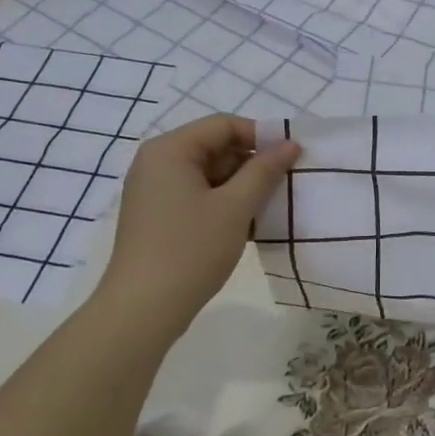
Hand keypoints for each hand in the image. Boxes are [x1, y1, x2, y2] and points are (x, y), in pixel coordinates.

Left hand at [93, 115, 299, 333]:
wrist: (143, 310)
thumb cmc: (190, 250)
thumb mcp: (235, 207)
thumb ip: (265, 170)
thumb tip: (291, 144)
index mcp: (170, 150)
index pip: (223, 125)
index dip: (261, 136)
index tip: (291, 158)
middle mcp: (157, 162)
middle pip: (215, 147)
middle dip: (252, 163)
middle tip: (284, 185)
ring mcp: (154, 190)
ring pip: (209, 173)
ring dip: (241, 186)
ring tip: (270, 207)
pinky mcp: (158, 215)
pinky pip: (198, 194)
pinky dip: (224, 202)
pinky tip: (247, 224)